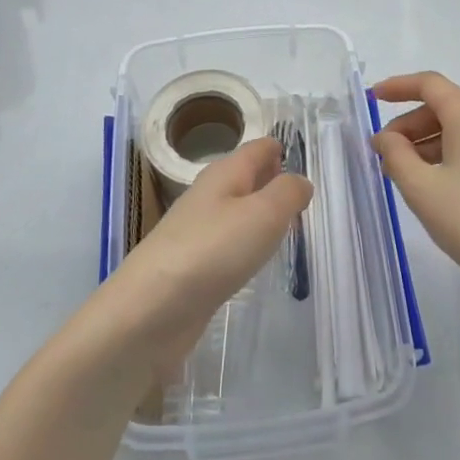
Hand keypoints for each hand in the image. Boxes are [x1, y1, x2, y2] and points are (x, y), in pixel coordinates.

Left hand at [95, 137, 310, 368]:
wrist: (151, 311)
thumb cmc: (213, 251)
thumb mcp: (263, 214)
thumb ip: (288, 193)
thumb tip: (300, 181)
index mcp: (225, 173)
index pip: (259, 148)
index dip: (282, 149)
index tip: (308, 161)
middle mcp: (209, 195)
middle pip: (247, 178)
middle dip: (273, 182)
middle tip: (306, 198)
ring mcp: (197, 231)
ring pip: (237, 211)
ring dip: (261, 216)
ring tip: (288, 228)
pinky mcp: (192, 266)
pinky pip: (228, 243)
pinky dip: (246, 245)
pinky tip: (256, 261)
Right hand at [373, 72, 459, 310]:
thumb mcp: (422, 189)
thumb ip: (396, 155)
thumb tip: (388, 137)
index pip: (429, 84)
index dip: (398, 86)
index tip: (374, 98)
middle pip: (445, 107)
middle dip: (410, 126)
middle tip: (385, 155)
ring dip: (430, 145)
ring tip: (407, 176)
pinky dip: (453, 156)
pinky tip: (440, 187)